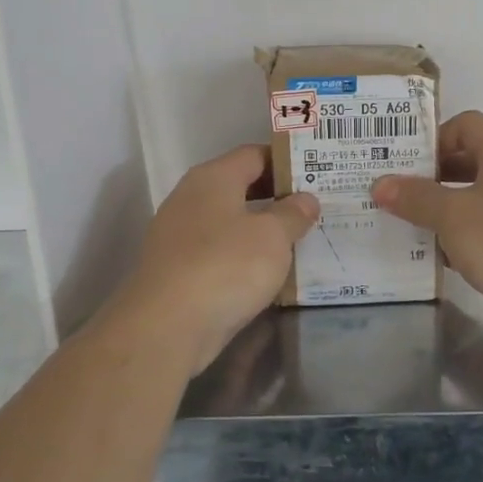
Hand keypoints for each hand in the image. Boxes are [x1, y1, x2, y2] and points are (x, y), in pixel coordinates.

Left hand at [118, 145, 318, 367]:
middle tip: (314, 209)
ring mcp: (179, 235)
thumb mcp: (273, 237)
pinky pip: (218, 252)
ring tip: (298, 241)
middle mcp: (191, 198)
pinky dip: (242, 257)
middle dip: (276, 197)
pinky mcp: (176, 269)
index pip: (254, 154)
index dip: (286, 161)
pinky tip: (266, 274)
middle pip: (240, 187)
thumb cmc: (225, 267)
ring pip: (229, 222)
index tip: (316, 174)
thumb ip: (293, 214)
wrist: (166, 327)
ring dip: (260, 230)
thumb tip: (305, 199)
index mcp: (213, 178)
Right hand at [371, 111, 482, 344]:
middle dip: (431, 177)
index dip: (433, 139)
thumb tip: (380, 184)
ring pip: (476, 199)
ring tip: (406, 225)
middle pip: (469, 161)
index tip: (404, 164)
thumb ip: (415, 198)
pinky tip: (435, 256)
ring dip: (443, 211)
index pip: (465, 126)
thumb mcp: (453, 215)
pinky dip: (462, 238)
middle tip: (395, 194)